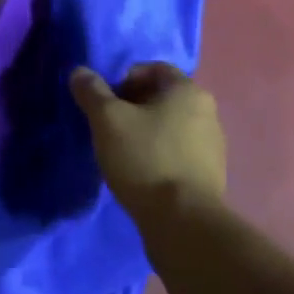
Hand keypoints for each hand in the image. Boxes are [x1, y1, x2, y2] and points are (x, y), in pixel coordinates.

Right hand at [70, 63, 225, 224]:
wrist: (183, 224)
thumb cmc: (145, 159)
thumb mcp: (107, 120)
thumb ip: (92, 92)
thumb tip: (79, 72)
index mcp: (188, 90)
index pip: (153, 68)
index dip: (124, 78)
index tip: (106, 101)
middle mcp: (207, 112)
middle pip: (162, 97)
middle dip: (133, 106)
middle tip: (108, 126)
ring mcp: (213, 145)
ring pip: (170, 126)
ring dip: (146, 132)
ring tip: (122, 153)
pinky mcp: (211, 175)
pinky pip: (179, 152)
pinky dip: (159, 155)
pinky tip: (141, 174)